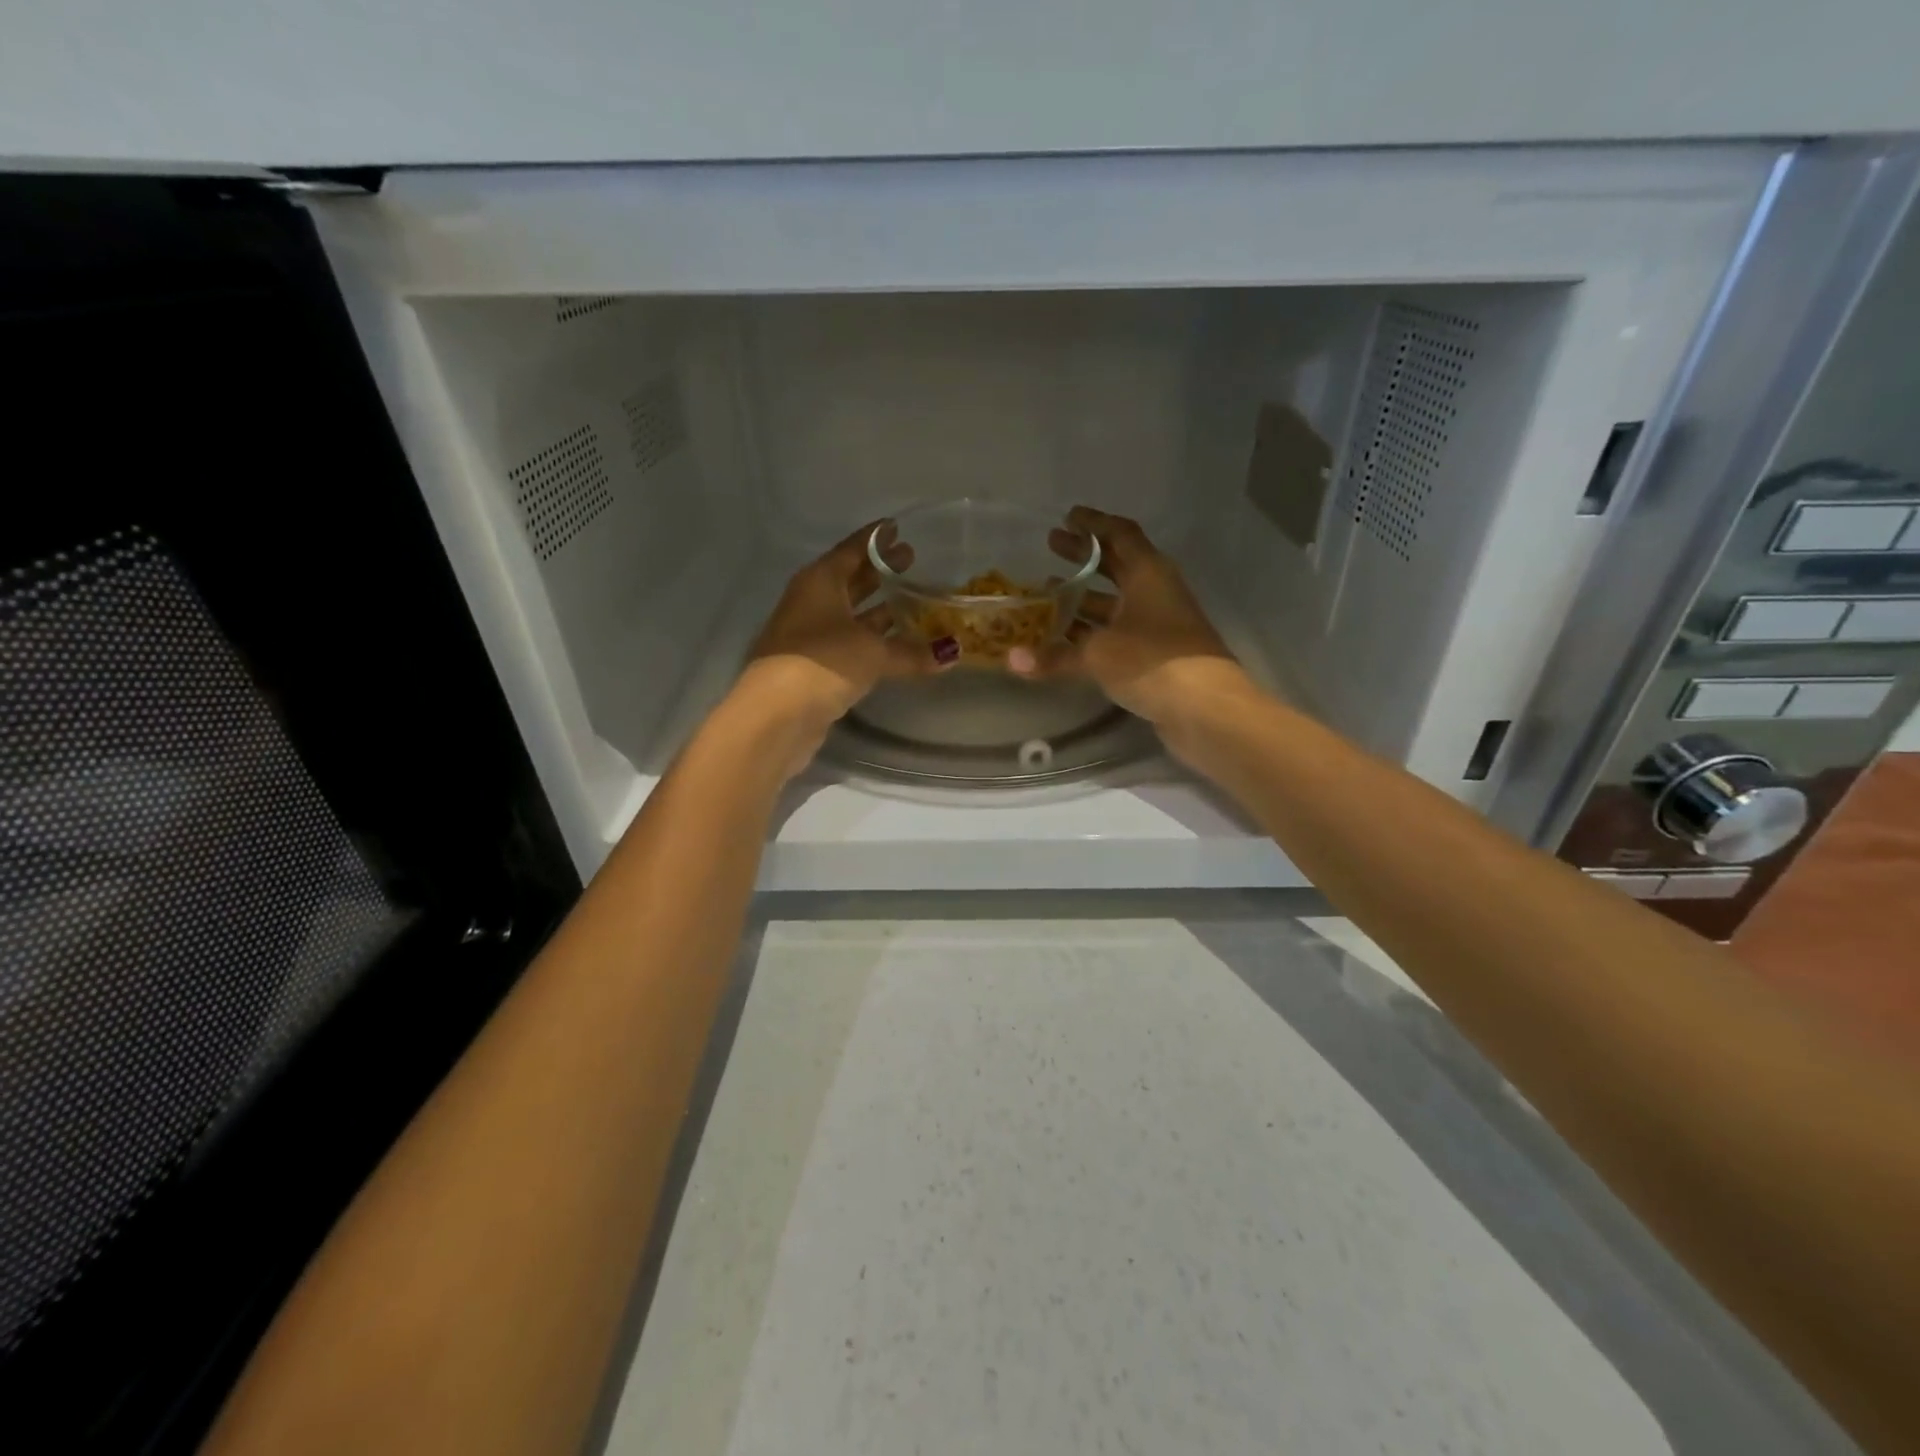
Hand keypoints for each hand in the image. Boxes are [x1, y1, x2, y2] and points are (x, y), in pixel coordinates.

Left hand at [737, 519, 946, 741]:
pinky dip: (871, 640)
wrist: (776, 714)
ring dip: (877, 608)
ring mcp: (809, 636)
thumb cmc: (823, 662)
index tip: (897, 528)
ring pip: (850, 614)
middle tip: (912, 559)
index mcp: (820, 582)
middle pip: (850, 580)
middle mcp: (811, 603)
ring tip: (911, 600)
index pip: (851, 550)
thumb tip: (952, 653)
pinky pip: (849, 643)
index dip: (875, 539)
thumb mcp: (873, 653)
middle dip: (879, 571)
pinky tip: (894, 645)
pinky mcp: (812, 667)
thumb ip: (912, 651)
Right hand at [1008, 506, 1249, 727]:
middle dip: (1083, 557)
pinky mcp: (1157, 654)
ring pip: (1116, 603)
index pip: (1120, 535)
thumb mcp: (1098, 655)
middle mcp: (1155, 592)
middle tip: (1051, 546)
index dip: (1093, 524)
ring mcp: (1159, 624)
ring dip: (1084, 597)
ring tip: (1048, 594)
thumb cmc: (1153, 662)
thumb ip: (1055, 656)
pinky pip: (1119, 632)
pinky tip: (1067, 639)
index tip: (1066, 517)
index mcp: (1148, 574)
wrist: (1206, 709)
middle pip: (1117, 565)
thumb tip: (1011, 660)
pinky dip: (1093, 631)